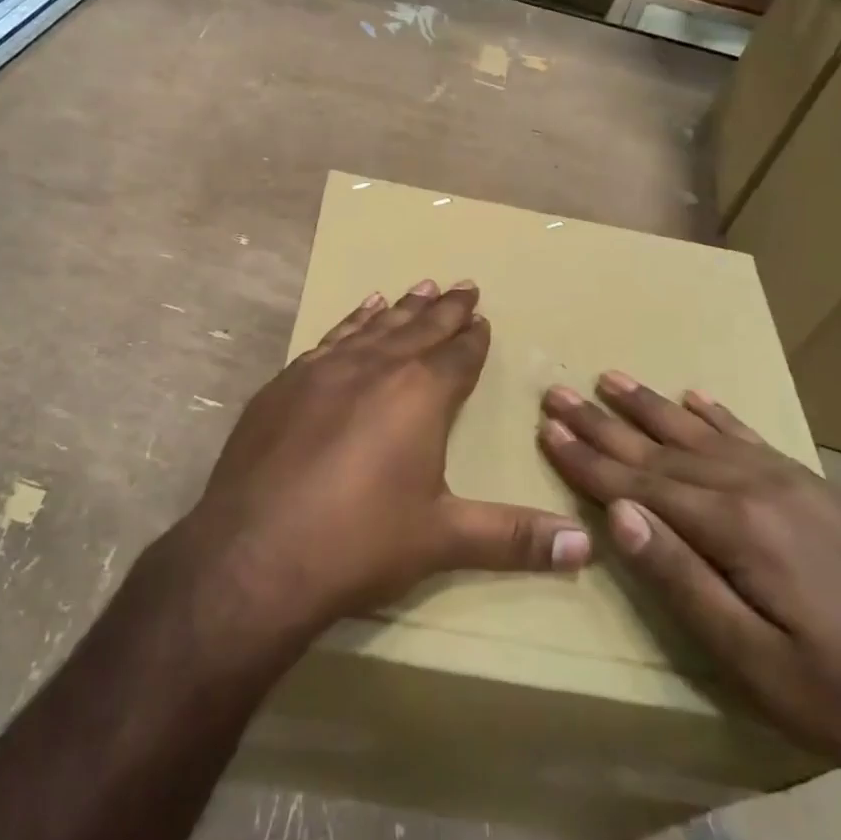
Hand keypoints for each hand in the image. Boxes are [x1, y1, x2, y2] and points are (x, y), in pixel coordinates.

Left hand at [183, 280, 592, 641]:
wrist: (254, 553)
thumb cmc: (359, 542)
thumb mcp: (443, 539)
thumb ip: (514, 537)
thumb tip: (586, 548)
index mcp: (419, 395)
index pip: (458, 355)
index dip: (474, 337)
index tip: (483, 318)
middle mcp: (375, 368)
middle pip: (419, 329)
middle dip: (445, 309)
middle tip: (463, 286)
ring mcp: (324, 370)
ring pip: (374, 326)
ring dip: (400, 308)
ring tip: (420, 287)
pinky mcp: (285, 384)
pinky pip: (330, 339)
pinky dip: (350, 322)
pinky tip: (358, 312)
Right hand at [539, 375, 840, 802]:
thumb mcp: (758, 665)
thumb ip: (683, 582)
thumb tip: (619, 516)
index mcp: (736, 529)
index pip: (639, 484)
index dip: (587, 458)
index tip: (546, 426)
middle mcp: (757, 488)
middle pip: (662, 448)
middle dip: (604, 421)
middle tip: (557, 391)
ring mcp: (793, 483)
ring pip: (702, 432)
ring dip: (650, 406)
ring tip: (610, 378)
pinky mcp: (820, 490)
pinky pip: (753, 438)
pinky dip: (717, 414)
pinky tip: (697, 396)